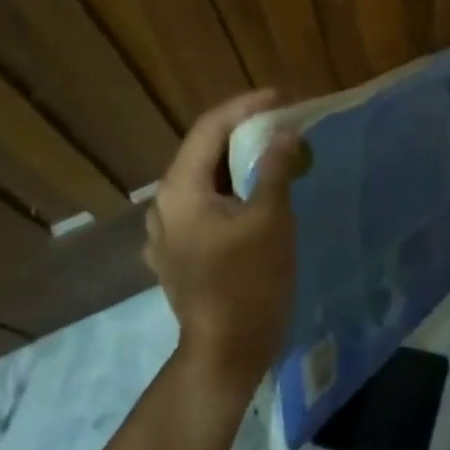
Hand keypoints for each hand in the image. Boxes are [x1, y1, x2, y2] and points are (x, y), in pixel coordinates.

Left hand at [144, 89, 305, 399]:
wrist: (227, 351)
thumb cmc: (249, 282)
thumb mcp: (270, 219)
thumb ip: (274, 170)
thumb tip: (284, 133)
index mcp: (180, 190)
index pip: (209, 129)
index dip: (245, 107)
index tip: (281, 98)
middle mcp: (165, 206)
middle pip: (203, 154)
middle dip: (243, 136)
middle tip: (283, 126)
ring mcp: (168, 235)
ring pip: (205, 184)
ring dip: (238, 166)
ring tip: (275, 158)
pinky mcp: (180, 256)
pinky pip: (206, 210)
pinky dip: (232, 195)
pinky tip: (256, 200)